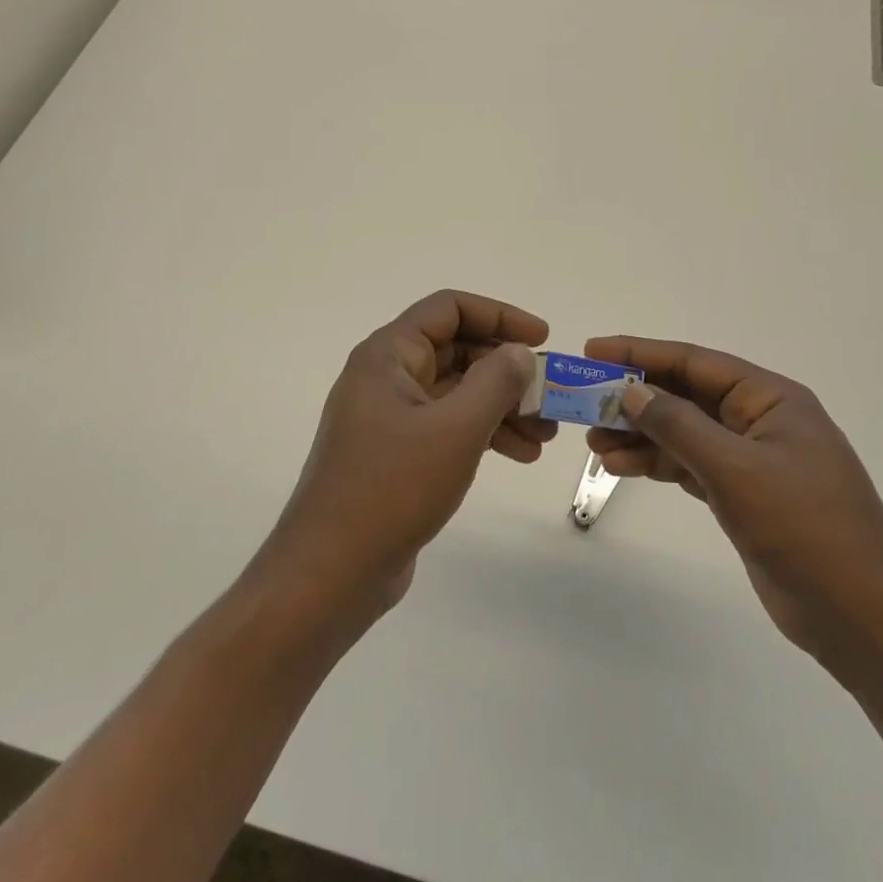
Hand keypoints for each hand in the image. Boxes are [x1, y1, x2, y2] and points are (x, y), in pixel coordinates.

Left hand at [251, 291, 556, 630]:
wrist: (332, 572)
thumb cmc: (392, 488)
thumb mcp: (455, 429)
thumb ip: (495, 381)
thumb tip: (518, 353)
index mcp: (388, 355)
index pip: (449, 309)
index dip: (499, 315)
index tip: (542, 338)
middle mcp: (386, 377)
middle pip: (457, 351)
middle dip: (507, 370)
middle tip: (551, 396)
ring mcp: (390, 417)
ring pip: (457, 392)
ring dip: (502, 406)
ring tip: (546, 434)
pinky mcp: (397, 454)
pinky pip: (449, 426)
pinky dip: (484, 433)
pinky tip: (520, 454)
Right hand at [585, 337, 882, 661]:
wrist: (862, 618)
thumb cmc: (805, 528)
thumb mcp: (736, 470)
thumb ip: (679, 426)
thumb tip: (631, 391)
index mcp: (770, 399)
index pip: (695, 362)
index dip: (641, 353)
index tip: (593, 352)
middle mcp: (760, 421)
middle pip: (686, 396)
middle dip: (635, 398)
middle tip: (585, 406)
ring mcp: (752, 461)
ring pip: (684, 433)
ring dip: (640, 435)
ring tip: (594, 444)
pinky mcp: (744, 496)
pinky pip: (690, 465)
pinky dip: (657, 464)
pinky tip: (622, 467)